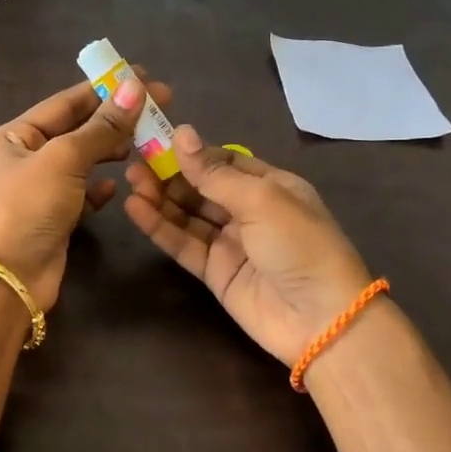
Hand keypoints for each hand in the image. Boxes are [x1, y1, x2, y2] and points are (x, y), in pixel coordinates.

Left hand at [0, 72, 171, 310]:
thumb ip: (101, 127)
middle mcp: (23, 159)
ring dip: (110, 151)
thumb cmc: (27, 208)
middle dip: (114, 120)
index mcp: (14, 137)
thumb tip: (134, 88)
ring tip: (144, 143)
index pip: (65, 103)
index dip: (104, 89)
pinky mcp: (53, 219)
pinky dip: (99, 189)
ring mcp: (38, 191)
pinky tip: (117, 186)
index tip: (143, 79)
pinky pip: (81, 194)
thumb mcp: (64, 159)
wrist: (8, 279)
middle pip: (75, 130)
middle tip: (158, 109)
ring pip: (81, 162)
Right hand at [123, 127, 375, 363]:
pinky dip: (160, 227)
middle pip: (202, 187)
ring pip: (188, 215)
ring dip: (160, 198)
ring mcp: (231, 243)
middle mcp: (250, 211)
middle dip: (171, 174)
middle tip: (135, 161)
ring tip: (131, 181)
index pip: (224, 162)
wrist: (319, 318)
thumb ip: (215, 172)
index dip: (192, 152)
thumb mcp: (261, 199)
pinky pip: (183, 244)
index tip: (156, 140)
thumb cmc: (299, 245)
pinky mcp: (215, 272)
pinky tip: (136, 208)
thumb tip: (181, 133)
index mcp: (271, 186)